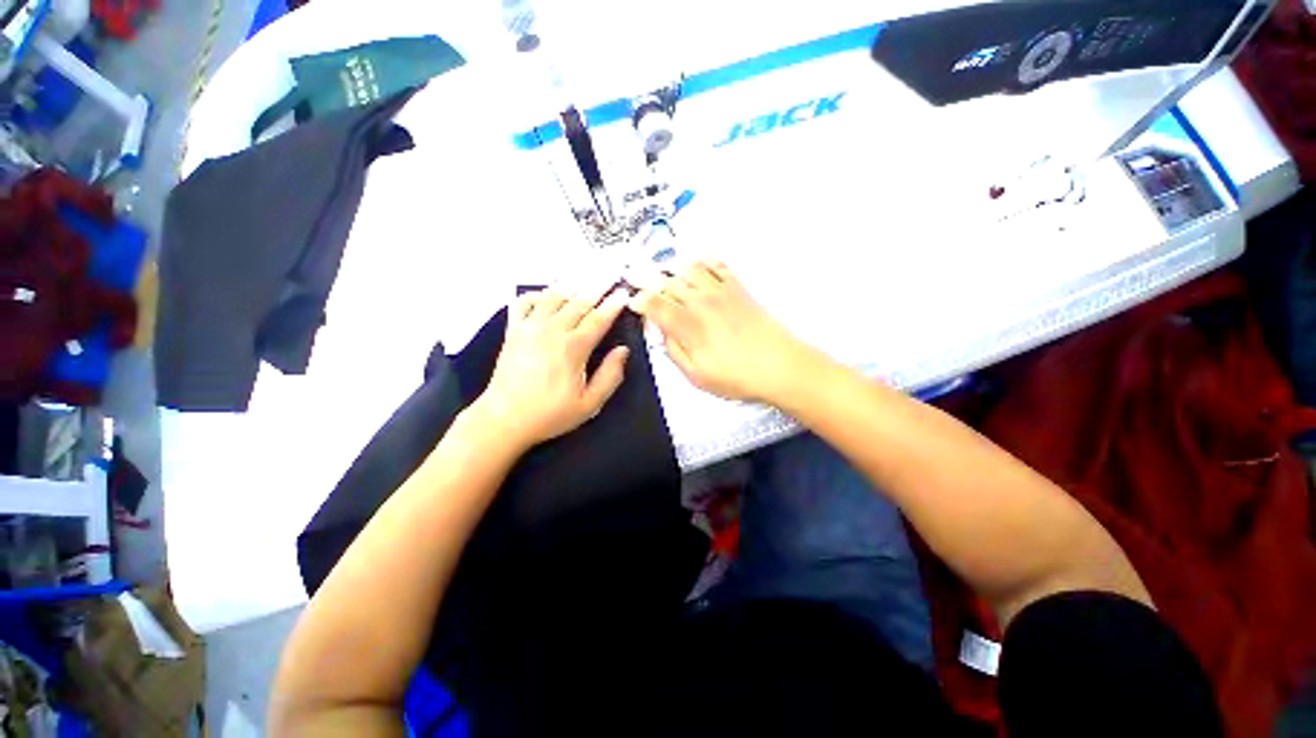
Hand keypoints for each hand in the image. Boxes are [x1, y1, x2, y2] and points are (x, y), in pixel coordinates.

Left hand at [470, 287, 629, 449]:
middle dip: (597, 288)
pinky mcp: (513, 330)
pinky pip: (524, 302)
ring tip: (583, 282)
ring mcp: (530, 327)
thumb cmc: (549, 414)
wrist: (504, 418)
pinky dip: (536, 294)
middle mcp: (552, 330)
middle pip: (579, 302)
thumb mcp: (589, 403)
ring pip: (554, 297)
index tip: (624, 293)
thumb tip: (623, 351)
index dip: (613, 304)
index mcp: (573, 347)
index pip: (598, 319)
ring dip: (571, 288)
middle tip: (609, 276)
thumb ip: (610, 376)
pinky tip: (546, 295)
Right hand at [631, 261, 816, 402]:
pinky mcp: (738, 287)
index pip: (654, 303)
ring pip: (688, 268)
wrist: (779, 365)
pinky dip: (703, 263)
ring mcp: (720, 291)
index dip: (639, 300)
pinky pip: (716, 264)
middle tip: (650, 296)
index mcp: (688, 325)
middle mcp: (700, 301)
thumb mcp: (696, 375)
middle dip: (653, 287)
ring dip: (674, 273)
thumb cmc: (737, 376)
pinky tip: (698, 271)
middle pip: (667, 283)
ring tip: (672, 284)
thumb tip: (661, 333)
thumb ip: (674, 351)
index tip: (634, 304)